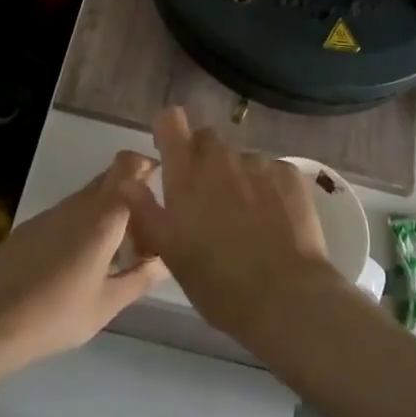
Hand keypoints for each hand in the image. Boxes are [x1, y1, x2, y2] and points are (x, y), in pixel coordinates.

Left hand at [0, 152, 165, 374]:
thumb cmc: (56, 315)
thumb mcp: (106, 305)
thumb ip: (141, 278)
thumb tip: (168, 260)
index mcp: (103, 216)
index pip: (130, 168)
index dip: (147, 166)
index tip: (161, 184)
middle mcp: (79, 203)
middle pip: (111, 176)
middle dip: (131, 189)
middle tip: (145, 224)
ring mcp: (52, 212)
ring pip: (89, 196)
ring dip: (107, 210)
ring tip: (116, 250)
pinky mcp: (32, 226)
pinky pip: (68, 212)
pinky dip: (83, 223)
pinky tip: (79, 260)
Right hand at [116, 109, 337, 345]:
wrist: (284, 296)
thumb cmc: (217, 282)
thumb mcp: (171, 252)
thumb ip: (146, 210)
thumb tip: (126, 180)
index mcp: (186, 174)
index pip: (171, 121)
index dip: (169, 131)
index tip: (169, 150)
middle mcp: (221, 157)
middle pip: (207, 138)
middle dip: (203, 158)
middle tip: (207, 198)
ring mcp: (258, 162)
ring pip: (240, 158)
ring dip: (237, 177)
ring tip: (247, 217)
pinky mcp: (289, 173)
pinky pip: (271, 170)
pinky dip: (268, 187)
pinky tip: (274, 220)